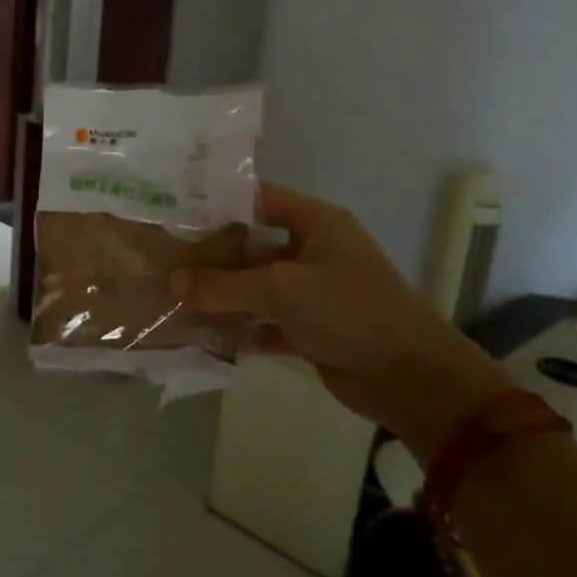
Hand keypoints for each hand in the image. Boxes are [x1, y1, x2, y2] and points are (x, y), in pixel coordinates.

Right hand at [174, 182, 507, 458]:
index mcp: (317, 223)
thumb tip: (172, 281)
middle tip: (164, 259)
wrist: (412, 378)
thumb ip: (223, 285)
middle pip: (251, 245)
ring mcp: (311, 292)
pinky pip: (264, 321)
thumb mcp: (281, 289)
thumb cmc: (350, 311)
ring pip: (255, 286)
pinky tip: (204, 334)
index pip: (259, 198)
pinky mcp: (310, 328)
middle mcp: (313, 251)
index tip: (175, 211)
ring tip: (173, 297)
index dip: (218, 202)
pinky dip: (240, 328)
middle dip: (211, 256)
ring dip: (221, 295)